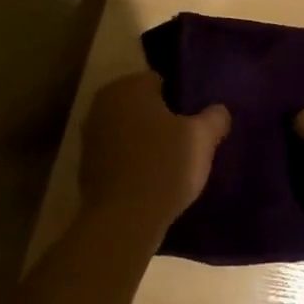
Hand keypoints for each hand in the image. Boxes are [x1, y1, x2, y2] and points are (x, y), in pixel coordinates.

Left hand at [78, 71, 230, 235]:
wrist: (122, 222)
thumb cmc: (164, 166)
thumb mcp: (202, 139)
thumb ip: (214, 117)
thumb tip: (218, 111)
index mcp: (129, 86)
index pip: (160, 81)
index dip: (180, 100)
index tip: (193, 121)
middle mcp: (103, 103)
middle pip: (141, 105)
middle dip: (160, 118)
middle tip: (185, 140)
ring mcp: (90, 136)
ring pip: (127, 130)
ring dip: (144, 140)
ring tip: (170, 162)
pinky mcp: (85, 167)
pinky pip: (117, 155)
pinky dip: (130, 162)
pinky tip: (150, 180)